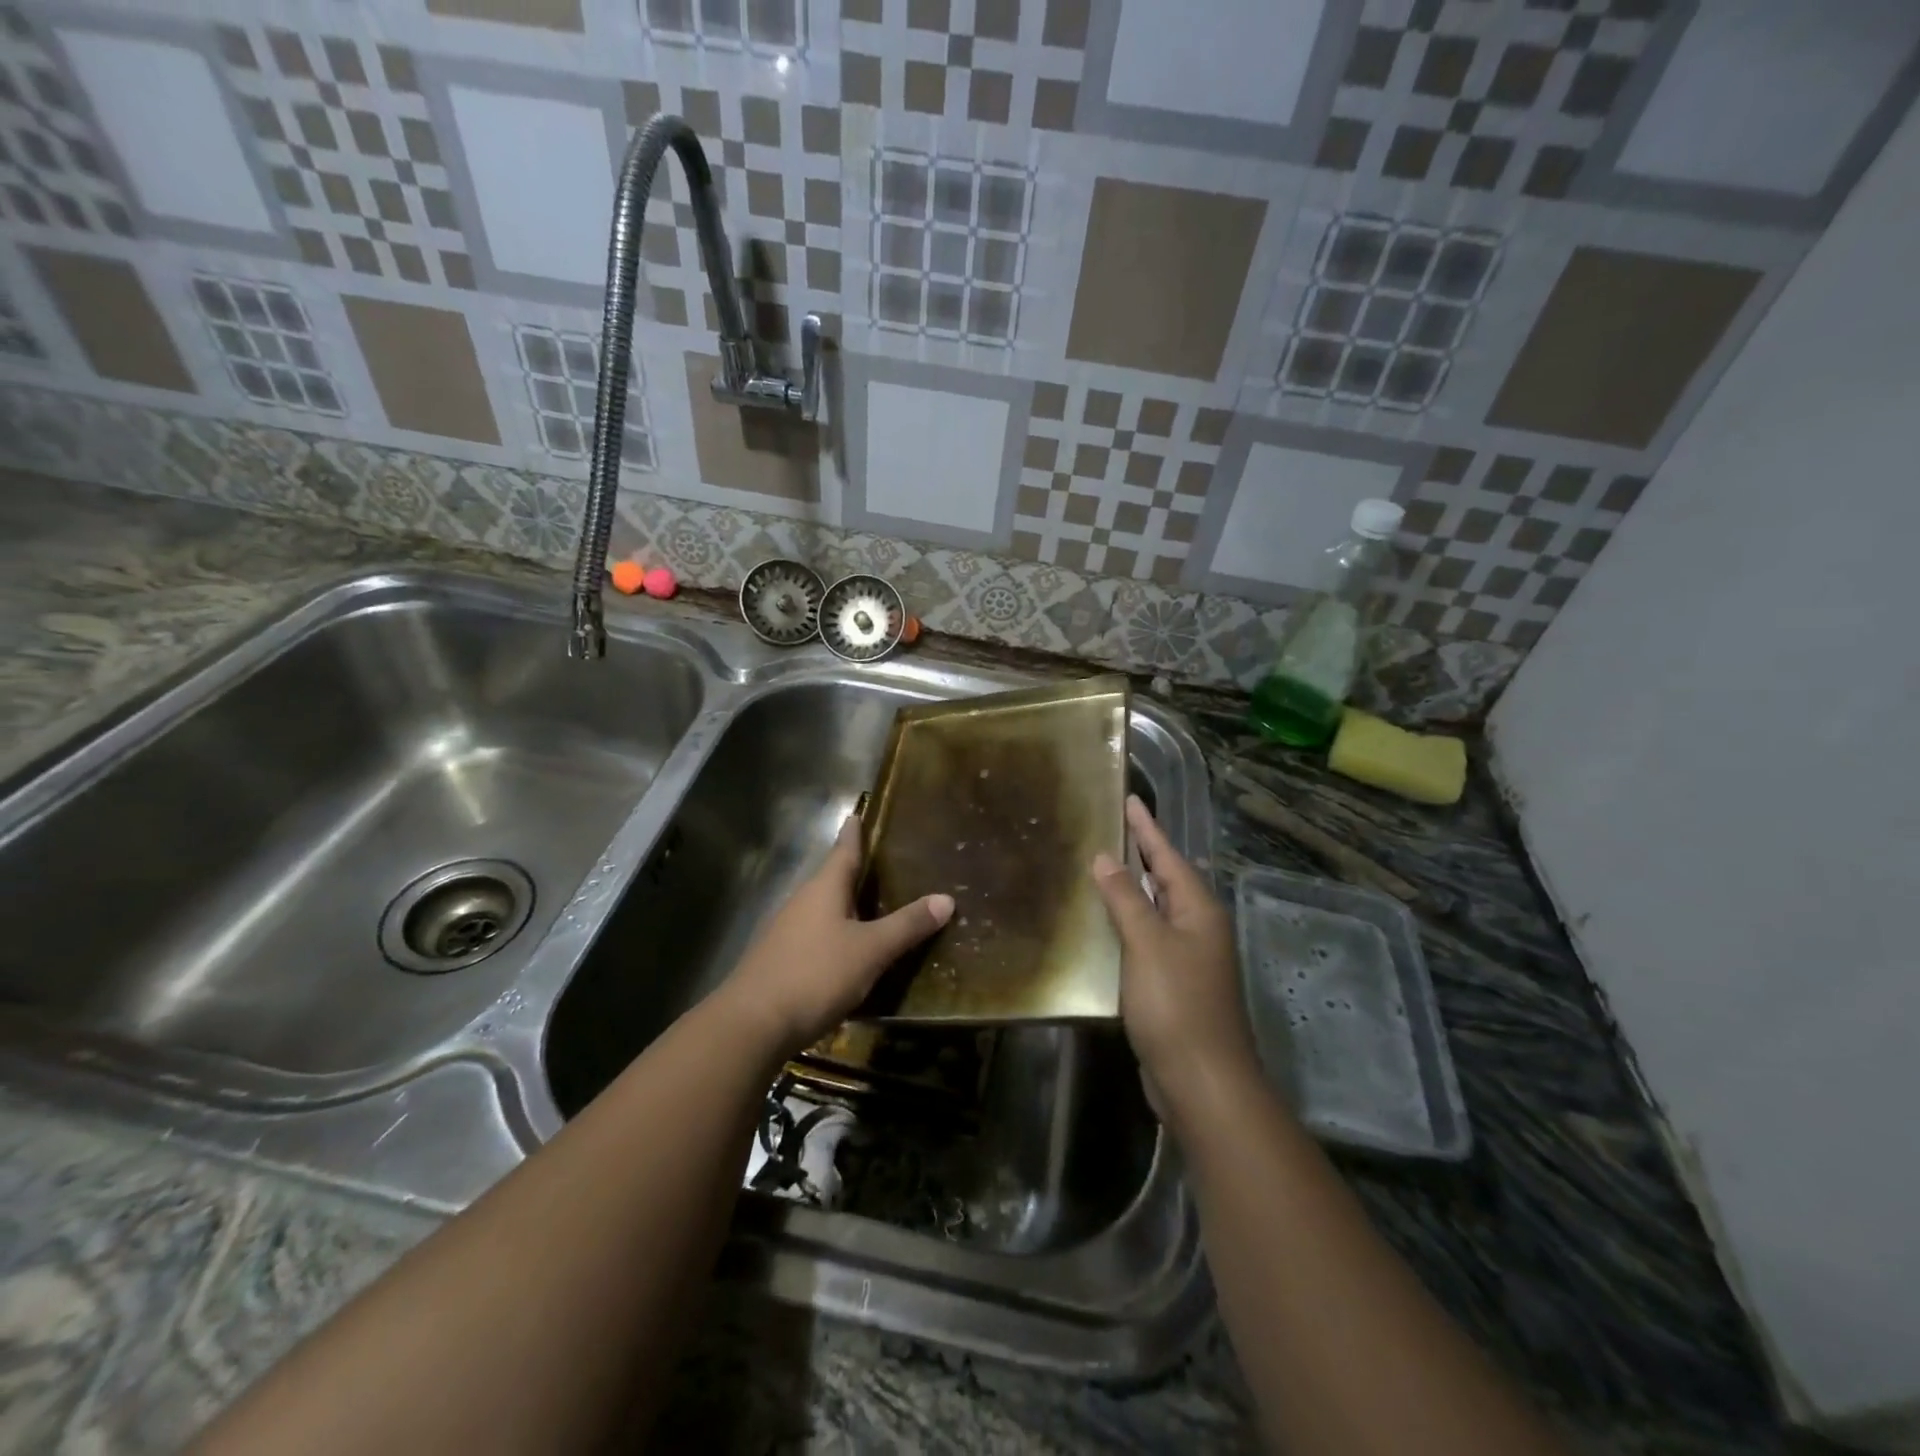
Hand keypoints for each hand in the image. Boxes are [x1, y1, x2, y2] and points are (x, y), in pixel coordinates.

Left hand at [720, 816, 953, 1055]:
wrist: (752, 1024)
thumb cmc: (816, 974)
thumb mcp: (871, 950)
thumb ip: (907, 925)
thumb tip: (946, 898)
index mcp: (824, 889)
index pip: (843, 851)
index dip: (853, 833)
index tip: (856, 814)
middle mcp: (802, 901)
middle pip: (831, 878)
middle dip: (853, 871)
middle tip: (881, 863)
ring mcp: (786, 931)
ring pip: (822, 908)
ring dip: (844, 905)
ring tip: (870, 906)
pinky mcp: (779, 959)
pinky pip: (814, 935)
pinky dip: (834, 934)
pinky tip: (847, 950)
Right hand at [1092, 796, 1260, 1118]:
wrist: (1203, 1082)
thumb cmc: (1177, 1004)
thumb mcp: (1147, 944)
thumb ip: (1126, 898)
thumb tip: (1105, 858)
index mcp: (1198, 910)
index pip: (1168, 855)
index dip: (1147, 827)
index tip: (1129, 797)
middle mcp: (1198, 928)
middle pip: (1166, 879)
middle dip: (1141, 853)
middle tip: (1110, 827)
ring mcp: (1189, 959)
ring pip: (1157, 910)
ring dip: (1132, 888)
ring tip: (1102, 866)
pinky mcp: (1174, 985)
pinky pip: (1148, 939)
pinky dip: (1128, 924)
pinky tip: (1105, 924)